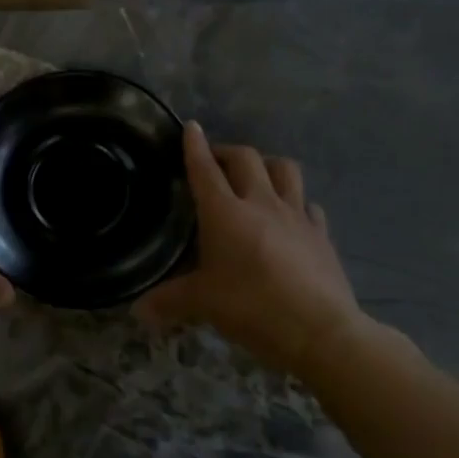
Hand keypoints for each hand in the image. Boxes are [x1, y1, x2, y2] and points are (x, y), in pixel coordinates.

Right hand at [135, 122, 364, 371]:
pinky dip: (296, 203)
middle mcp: (261, 203)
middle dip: (228, 152)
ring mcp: (296, 216)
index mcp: (225, 212)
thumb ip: (169, 301)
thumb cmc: (251, 306)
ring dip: (267, 165)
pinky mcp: (321, 234)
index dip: (195, 146)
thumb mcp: (202, 304)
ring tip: (256, 177)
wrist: (319, 330)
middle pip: (246, 159)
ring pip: (284, 170)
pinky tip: (290, 215)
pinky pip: (309, 205)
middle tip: (216, 161)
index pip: (205, 169)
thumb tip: (137, 311)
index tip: (190, 127)